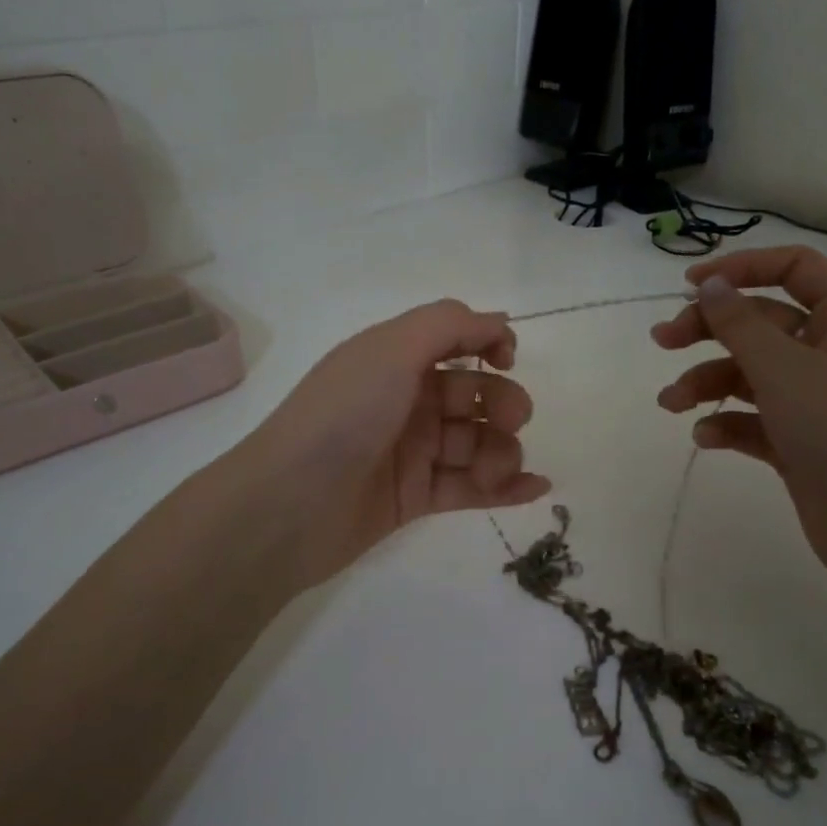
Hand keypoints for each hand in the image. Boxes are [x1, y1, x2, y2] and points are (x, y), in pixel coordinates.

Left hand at [241, 299, 549, 588]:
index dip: (488, 343)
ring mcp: (410, 452)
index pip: (453, 340)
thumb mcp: (391, 350)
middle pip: (474, 394)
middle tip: (510, 422)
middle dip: (503, 404)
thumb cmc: (343, 415)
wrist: (290, 505)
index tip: (508, 360)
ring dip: (502, 452)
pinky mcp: (414, 498)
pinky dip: (505, 487)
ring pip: (477, 443)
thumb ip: (448, 325)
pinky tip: (536, 487)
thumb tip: (498, 320)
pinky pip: (469, 487)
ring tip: (495, 471)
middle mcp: (404, 401)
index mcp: (394, 359)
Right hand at [652, 247, 826, 581]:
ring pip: (749, 374)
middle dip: (708, 329)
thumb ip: (740, 324)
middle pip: (760, 322)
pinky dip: (727, 424)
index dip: (743, 268)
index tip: (690, 283)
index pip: (795, 269)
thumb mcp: (784, 369)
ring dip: (706, 382)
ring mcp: (814, 400)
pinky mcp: (799, 441)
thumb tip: (710, 284)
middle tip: (661, 342)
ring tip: (671, 404)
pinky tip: (707, 438)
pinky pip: (753, 419)